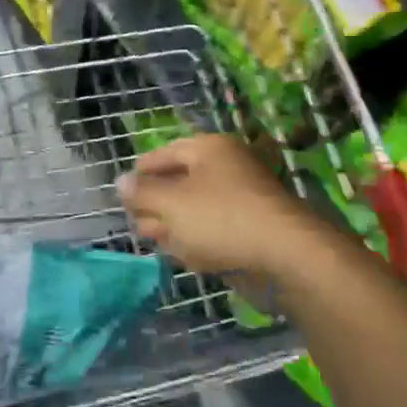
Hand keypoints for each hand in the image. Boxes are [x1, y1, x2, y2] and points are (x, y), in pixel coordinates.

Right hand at [118, 134, 318, 274]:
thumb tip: (121, 181)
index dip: (141, 171)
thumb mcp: (171, 203)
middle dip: (156, 202)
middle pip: (181, 181)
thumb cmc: (220, 218)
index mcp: (209, 150)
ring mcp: (242, 200)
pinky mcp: (251, 231)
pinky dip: (198, 239)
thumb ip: (142, 193)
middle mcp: (227, 168)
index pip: (166, 153)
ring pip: (197, 209)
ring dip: (173, 224)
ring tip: (152, 238)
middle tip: (135, 220)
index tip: (123, 190)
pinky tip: (183, 254)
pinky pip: (216, 230)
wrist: (286, 256)